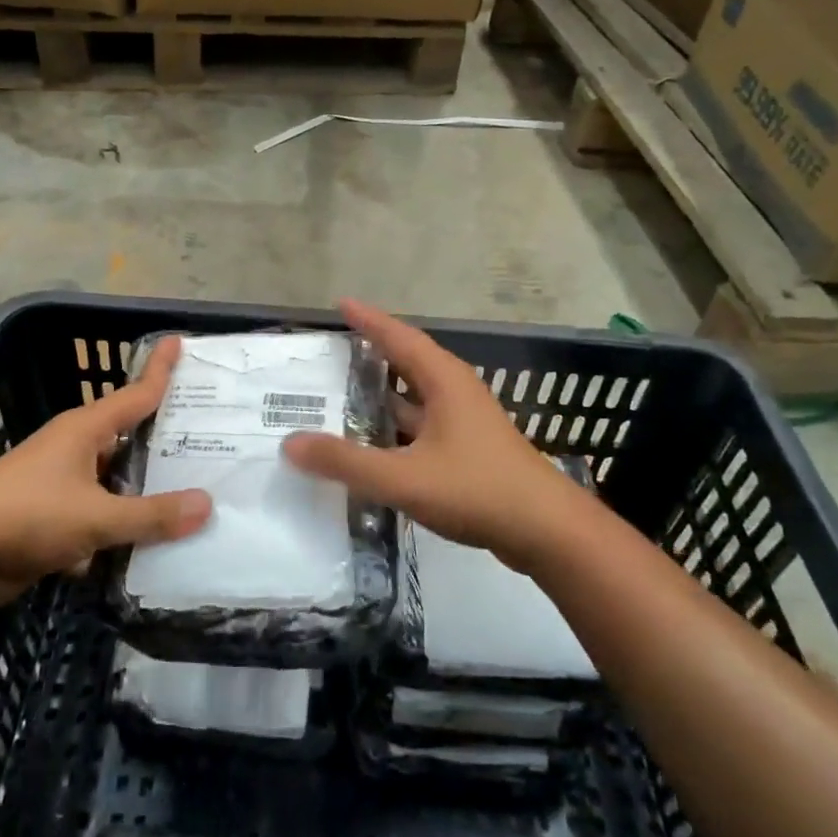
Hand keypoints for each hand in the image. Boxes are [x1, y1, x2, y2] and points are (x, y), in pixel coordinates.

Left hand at [0, 336, 212, 606]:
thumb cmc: (26, 515)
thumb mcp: (96, 516)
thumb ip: (151, 515)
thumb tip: (207, 505)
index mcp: (84, 430)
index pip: (136, 393)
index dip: (160, 369)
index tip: (181, 341)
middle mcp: (75, 450)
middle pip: (130, 438)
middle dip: (166, 441)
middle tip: (213, 438)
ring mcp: (61, 486)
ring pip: (115, 482)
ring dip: (145, 492)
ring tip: (194, 497)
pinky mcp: (50, 521)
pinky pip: (98, 518)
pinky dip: (120, 529)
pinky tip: (152, 547)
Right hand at [282, 301, 588, 574]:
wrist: (547, 532)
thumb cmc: (477, 490)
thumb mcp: (404, 477)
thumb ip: (346, 462)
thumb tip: (290, 443)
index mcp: (444, 382)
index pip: (400, 337)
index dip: (369, 320)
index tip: (341, 304)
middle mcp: (455, 393)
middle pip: (408, 362)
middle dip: (373, 353)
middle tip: (333, 350)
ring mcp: (465, 423)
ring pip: (415, 398)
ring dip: (383, 394)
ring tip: (343, 394)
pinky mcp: (469, 451)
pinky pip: (422, 426)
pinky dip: (395, 427)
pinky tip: (374, 445)